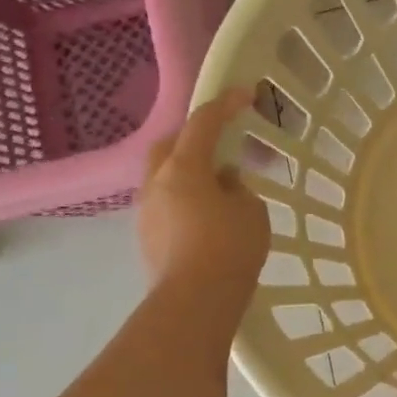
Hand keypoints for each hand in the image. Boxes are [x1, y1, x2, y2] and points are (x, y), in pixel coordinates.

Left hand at [137, 88, 269, 298]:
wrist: (194, 302)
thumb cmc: (230, 248)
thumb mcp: (250, 210)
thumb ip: (237, 188)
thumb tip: (222, 184)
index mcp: (184, 167)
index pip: (203, 122)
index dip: (226, 104)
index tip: (246, 94)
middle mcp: (157, 182)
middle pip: (170, 144)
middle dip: (194, 136)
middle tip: (221, 142)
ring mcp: (146, 211)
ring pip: (164, 175)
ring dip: (188, 171)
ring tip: (218, 185)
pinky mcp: (146, 236)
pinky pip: (165, 202)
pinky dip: (184, 197)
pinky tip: (206, 215)